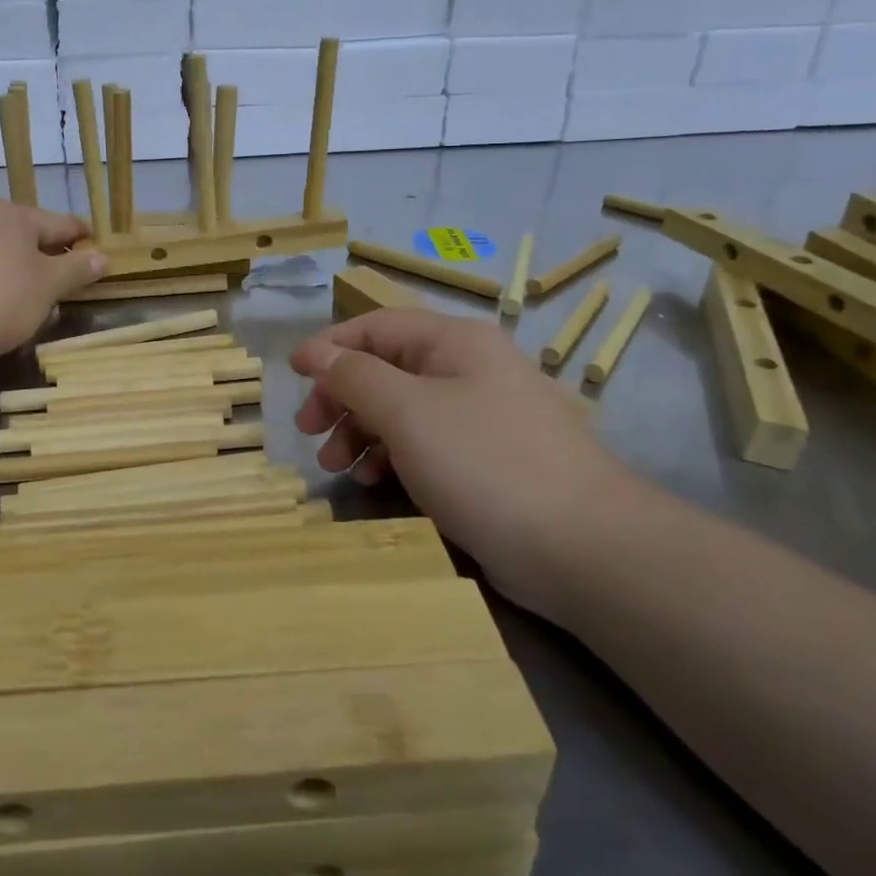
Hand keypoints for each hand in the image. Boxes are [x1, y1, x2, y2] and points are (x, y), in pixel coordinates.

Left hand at [0, 200, 105, 359]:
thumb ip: (76, 269)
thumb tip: (101, 257)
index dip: (82, 238)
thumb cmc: (0, 297)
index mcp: (14, 213)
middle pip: (25, 234)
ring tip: (29, 295)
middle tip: (64, 279)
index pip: (60, 223)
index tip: (97, 252)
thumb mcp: (48, 286)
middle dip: (46, 254)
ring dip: (15, 267)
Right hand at [291, 309, 633, 616]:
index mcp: (454, 342)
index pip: (376, 327)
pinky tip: (375, 480)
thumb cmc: (484, 463)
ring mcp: (480, 416)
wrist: (583, 548)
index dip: (329, 346)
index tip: (291, 374)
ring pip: (401, 410)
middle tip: (311, 431)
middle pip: (386, 369)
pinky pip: (424, 444)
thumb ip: (355, 376)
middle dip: (342, 397)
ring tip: (336, 466)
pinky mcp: (485, 460)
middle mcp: (468, 369)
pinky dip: (392, 456)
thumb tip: (317, 353)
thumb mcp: (407, 412)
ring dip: (361, 431)